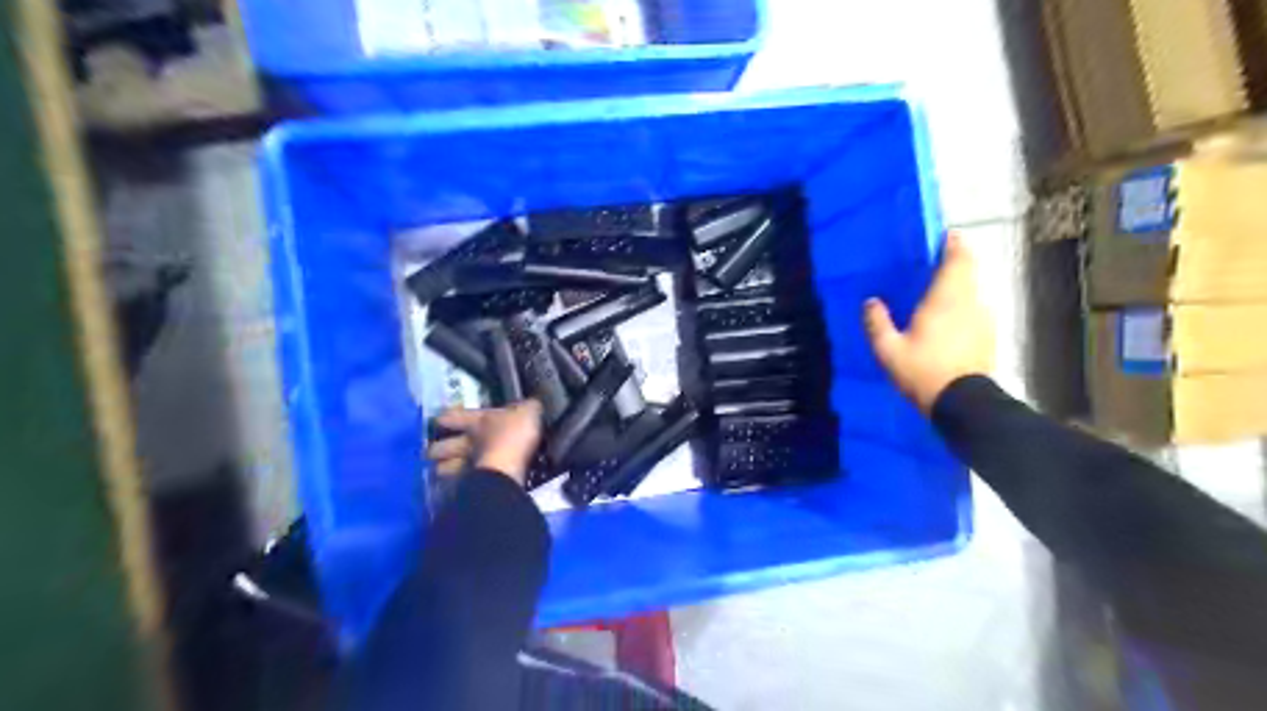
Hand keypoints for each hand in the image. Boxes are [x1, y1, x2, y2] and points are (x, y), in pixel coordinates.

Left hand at [428, 399, 540, 482]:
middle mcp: (466, 444)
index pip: (454, 417)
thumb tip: (530, 404)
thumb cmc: (514, 435)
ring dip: (443, 469)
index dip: (447, 417)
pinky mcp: (472, 486)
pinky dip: (461, 486)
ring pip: (443, 468)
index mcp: (478, 422)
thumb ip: (527, 407)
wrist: (509, 468)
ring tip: (443, 470)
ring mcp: (465, 467)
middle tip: (436, 450)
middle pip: (441, 447)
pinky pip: (460, 485)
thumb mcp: (527, 412)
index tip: (440, 419)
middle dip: (437, 448)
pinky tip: (464, 486)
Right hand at [867, 235, 994, 410]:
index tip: (944, 237)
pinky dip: (963, 309)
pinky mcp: (988, 337)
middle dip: (954, 264)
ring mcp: (984, 319)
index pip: (958, 259)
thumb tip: (870, 302)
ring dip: (958, 288)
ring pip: (972, 292)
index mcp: (946, 298)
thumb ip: (877, 323)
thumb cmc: (923, 372)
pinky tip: (947, 324)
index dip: (954, 244)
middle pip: (968, 272)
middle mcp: (970, 302)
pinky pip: (975, 311)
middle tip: (931, 266)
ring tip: (935, 296)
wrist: (963, 404)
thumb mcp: (888, 350)